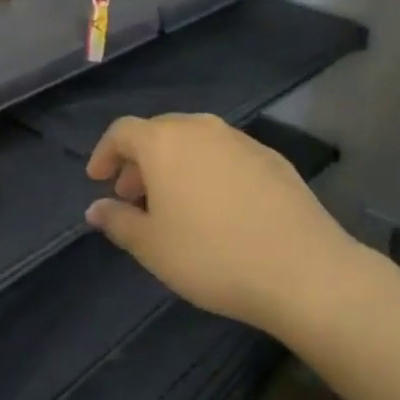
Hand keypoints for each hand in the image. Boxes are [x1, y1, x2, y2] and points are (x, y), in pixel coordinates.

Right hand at [84, 113, 354, 336]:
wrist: (304, 270)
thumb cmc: (212, 256)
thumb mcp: (152, 247)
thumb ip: (118, 222)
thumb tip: (96, 208)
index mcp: (164, 141)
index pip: (122, 131)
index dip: (104, 153)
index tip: (98, 180)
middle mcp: (201, 128)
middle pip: (159, 132)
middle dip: (140, 161)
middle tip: (133, 196)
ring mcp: (240, 140)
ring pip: (194, 142)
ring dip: (175, 165)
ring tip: (174, 204)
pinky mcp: (272, 158)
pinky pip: (225, 155)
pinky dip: (209, 171)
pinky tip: (218, 208)